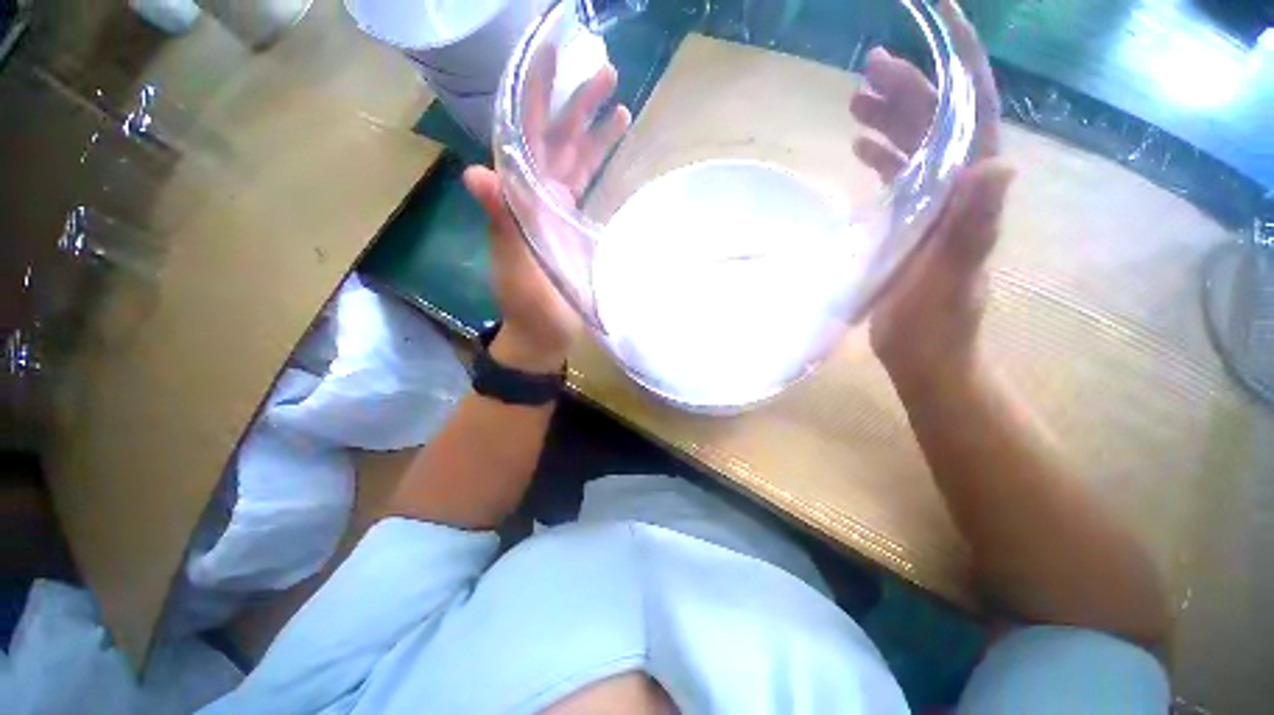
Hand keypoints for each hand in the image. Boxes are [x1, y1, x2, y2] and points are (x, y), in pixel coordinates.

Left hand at [463, 54, 630, 372]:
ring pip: (573, 156)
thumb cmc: (529, 304)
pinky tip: (617, 143)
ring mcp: (555, 207)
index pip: (524, 136)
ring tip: (618, 99)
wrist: (544, 332)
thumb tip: (475, 172)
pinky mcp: (572, 222)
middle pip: (553, 138)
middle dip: (575, 103)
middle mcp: (535, 194)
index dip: (535, 97)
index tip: (552, 57)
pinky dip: (600, 159)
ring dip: (592, 127)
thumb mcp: (515, 266)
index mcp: (518, 199)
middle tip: (604, 70)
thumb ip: (501, 223)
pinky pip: (585, 181)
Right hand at [850, 0, 1010, 385]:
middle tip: (868, 69)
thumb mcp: (952, 279)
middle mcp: (958, 189)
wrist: (924, 354)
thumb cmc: (935, 324)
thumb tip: (996, 167)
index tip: (940, 21)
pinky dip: (882, 155)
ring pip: (916, 146)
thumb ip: (974, 227)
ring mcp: (933, 206)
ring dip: (890, 118)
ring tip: (856, 100)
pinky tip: (860, 146)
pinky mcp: (910, 224)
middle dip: (909, 88)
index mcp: (971, 193)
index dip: (960, 65)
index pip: (974, 113)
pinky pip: (900, 176)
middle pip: (938, 123)